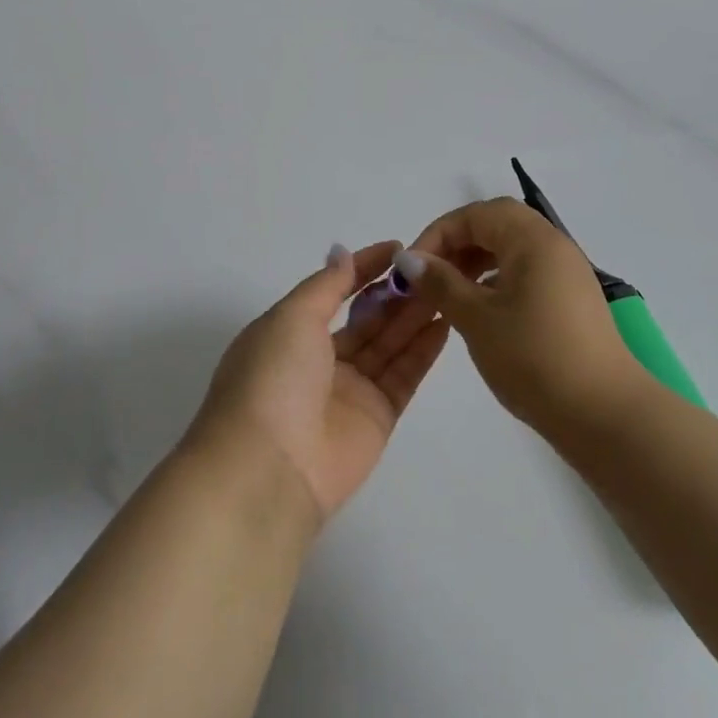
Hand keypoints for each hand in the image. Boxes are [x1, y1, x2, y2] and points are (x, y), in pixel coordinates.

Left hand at [187, 243, 448, 524]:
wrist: (270, 469)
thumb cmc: (273, 379)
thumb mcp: (292, 317)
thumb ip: (325, 285)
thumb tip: (342, 254)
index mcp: (289, 333)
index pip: (333, 291)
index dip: (363, 268)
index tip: (396, 248)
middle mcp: (319, 360)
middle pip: (365, 319)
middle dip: (395, 293)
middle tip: (432, 268)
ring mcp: (350, 390)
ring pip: (388, 344)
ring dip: (415, 315)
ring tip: (447, 286)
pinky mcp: (377, 417)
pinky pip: (404, 375)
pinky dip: (423, 350)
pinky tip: (445, 321)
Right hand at [398, 198, 647, 431]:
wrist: (604, 413)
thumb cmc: (534, 358)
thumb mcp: (477, 318)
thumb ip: (440, 283)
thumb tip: (409, 259)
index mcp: (533, 240)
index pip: (477, 214)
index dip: (439, 233)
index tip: (412, 268)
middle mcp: (554, 247)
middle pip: (497, 225)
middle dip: (457, 245)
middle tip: (429, 276)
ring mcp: (567, 274)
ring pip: (512, 250)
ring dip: (475, 263)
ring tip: (449, 295)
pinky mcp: (571, 301)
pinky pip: (526, 274)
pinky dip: (496, 282)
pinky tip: (480, 312)